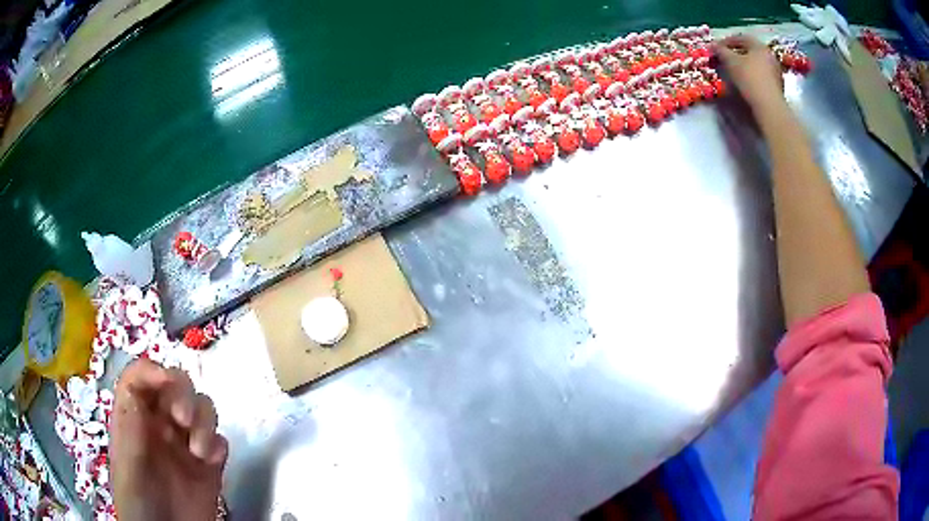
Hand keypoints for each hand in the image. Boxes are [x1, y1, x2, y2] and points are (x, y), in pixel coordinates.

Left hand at [111, 359, 227, 520]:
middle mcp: (160, 426)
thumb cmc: (138, 500)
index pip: (139, 379)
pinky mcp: (208, 467)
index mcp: (134, 420)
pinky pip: (218, 442)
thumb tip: (140, 386)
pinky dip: (218, 444)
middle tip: (184, 419)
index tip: (165, 379)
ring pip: (200, 410)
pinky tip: (212, 460)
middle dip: (183, 394)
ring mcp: (185, 446)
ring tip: (200, 451)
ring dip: (203, 420)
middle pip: (174, 387)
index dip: (151, 371)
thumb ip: (132, 427)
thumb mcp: (127, 463)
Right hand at [715, 35, 784, 114]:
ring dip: (745, 64)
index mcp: (759, 46)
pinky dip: (753, 74)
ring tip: (735, 70)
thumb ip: (721, 51)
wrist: (769, 106)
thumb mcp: (731, 62)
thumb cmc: (750, 79)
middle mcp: (769, 55)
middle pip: (750, 50)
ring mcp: (775, 71)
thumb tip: (712, 46)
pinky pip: (762, 74)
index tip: (717, 47)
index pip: (741, 38)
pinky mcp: (777, 85)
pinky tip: (746, 81)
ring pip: (757, 63)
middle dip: (737, 53)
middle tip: (726, 58)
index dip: (727, 41)